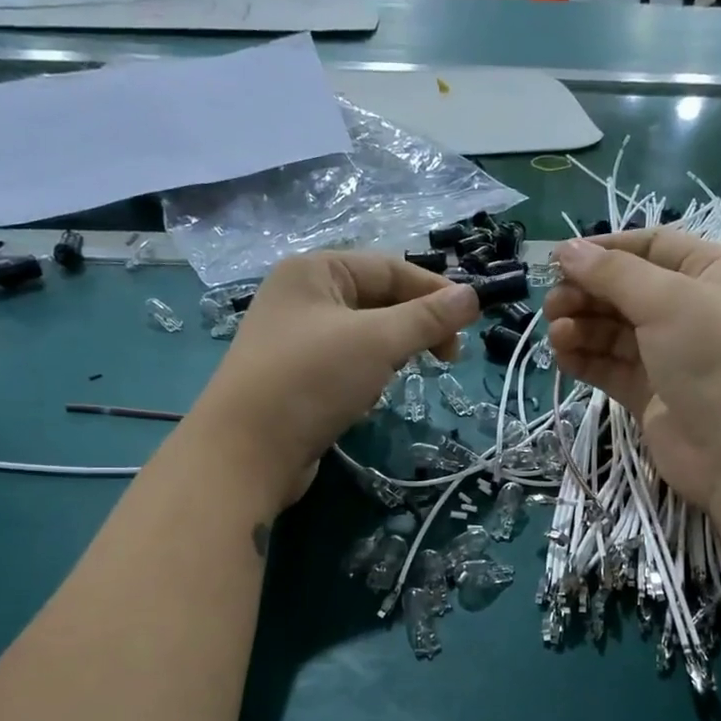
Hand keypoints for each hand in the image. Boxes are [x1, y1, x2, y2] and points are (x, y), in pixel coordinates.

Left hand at [184, 252, 479, 510]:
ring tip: (403, 375)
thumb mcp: (378, 341)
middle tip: (448, 358)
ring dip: (392, 352)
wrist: (247, 453)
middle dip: (415, 326)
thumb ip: (428, 317)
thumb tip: (473, 296)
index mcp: (315, 271)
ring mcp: (296, 340)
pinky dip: (368, 374)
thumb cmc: (313, 380)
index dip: (435, 292)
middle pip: (378, 300)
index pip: (391, 268)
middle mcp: (302, 297)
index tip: (470, 325)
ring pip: (365, 335)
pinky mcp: (296, 378)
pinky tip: (370, 396)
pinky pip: (346, 364)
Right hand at [546, 231, 720, 513]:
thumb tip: (567, 249)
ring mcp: (669, 355)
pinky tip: (562, 357)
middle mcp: (690, 309)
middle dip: (586, 293)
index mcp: (709, 272)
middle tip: (552, 306)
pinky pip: (610, 367)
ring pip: (613, 331)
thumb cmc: (716, 357)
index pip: (651, 246)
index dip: (606, 250)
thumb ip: (613, 274)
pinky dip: (585, 360)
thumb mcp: (668, 300)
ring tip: (556, 335)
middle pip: (626, 290)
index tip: (561, 260)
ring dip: (581, 327)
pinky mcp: (650, 394)